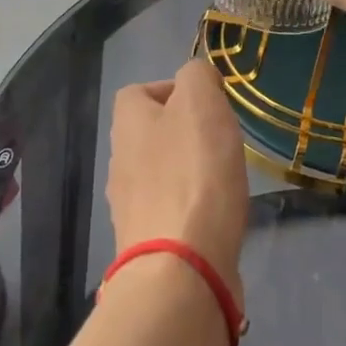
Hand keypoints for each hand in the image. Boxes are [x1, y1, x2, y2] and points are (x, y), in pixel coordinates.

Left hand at [107, 60, 248, 299]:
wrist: (181, 269)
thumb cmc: (193, 174)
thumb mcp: (200, 102)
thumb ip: (198, 76)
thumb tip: (197, 80)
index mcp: (127, 124)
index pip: (138, 92)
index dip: (172, 89)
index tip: (208, 103)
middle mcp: (120, 162)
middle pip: (151, 134)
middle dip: (185, 133)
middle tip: (222, 140)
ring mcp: (131, 208)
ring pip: (161, 174)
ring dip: (190, 171)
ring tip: (225, 179)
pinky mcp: (148, 245)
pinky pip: (172, 212)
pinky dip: (194, 208)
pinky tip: (218, 216)